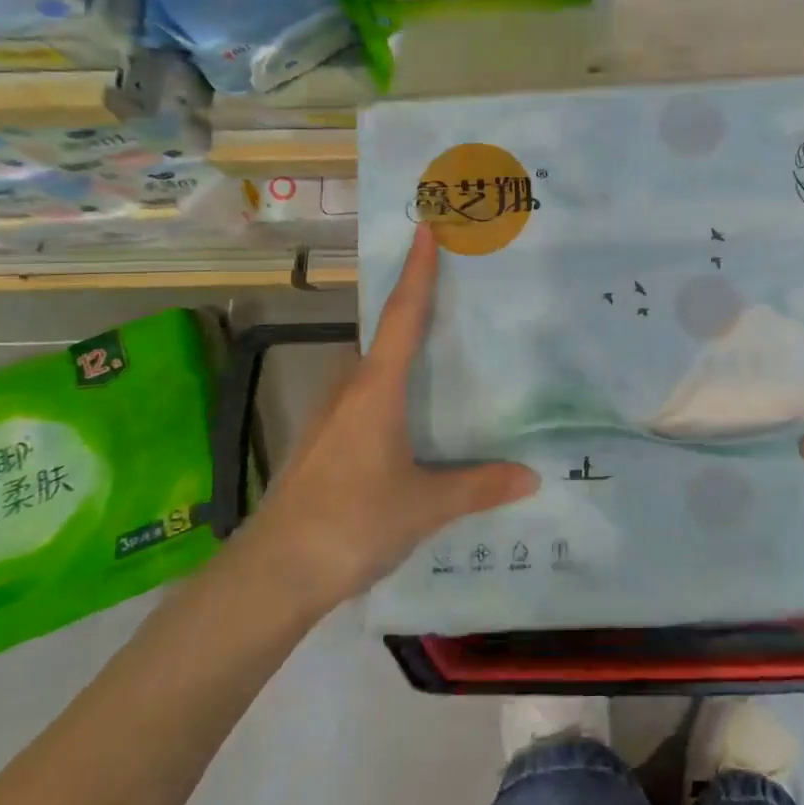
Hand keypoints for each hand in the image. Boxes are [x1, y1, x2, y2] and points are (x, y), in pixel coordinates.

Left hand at [237, 224, 538, 613]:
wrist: (272, 575)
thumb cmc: (352, 522)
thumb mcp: (425, 505)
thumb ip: (479, 486)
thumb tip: (531, 476)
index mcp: (376, 388)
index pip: (402, 315)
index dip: (418, 271)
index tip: (426, 229)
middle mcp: (350, 390)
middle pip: (387, 337)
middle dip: (418, 311)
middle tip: (461, 296)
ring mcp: (330, 418)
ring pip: (375, 372)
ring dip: (405, 358)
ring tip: (448, 359)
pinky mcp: (322, 445)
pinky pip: (366, 402)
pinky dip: (393, 394)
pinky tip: (415, 422)